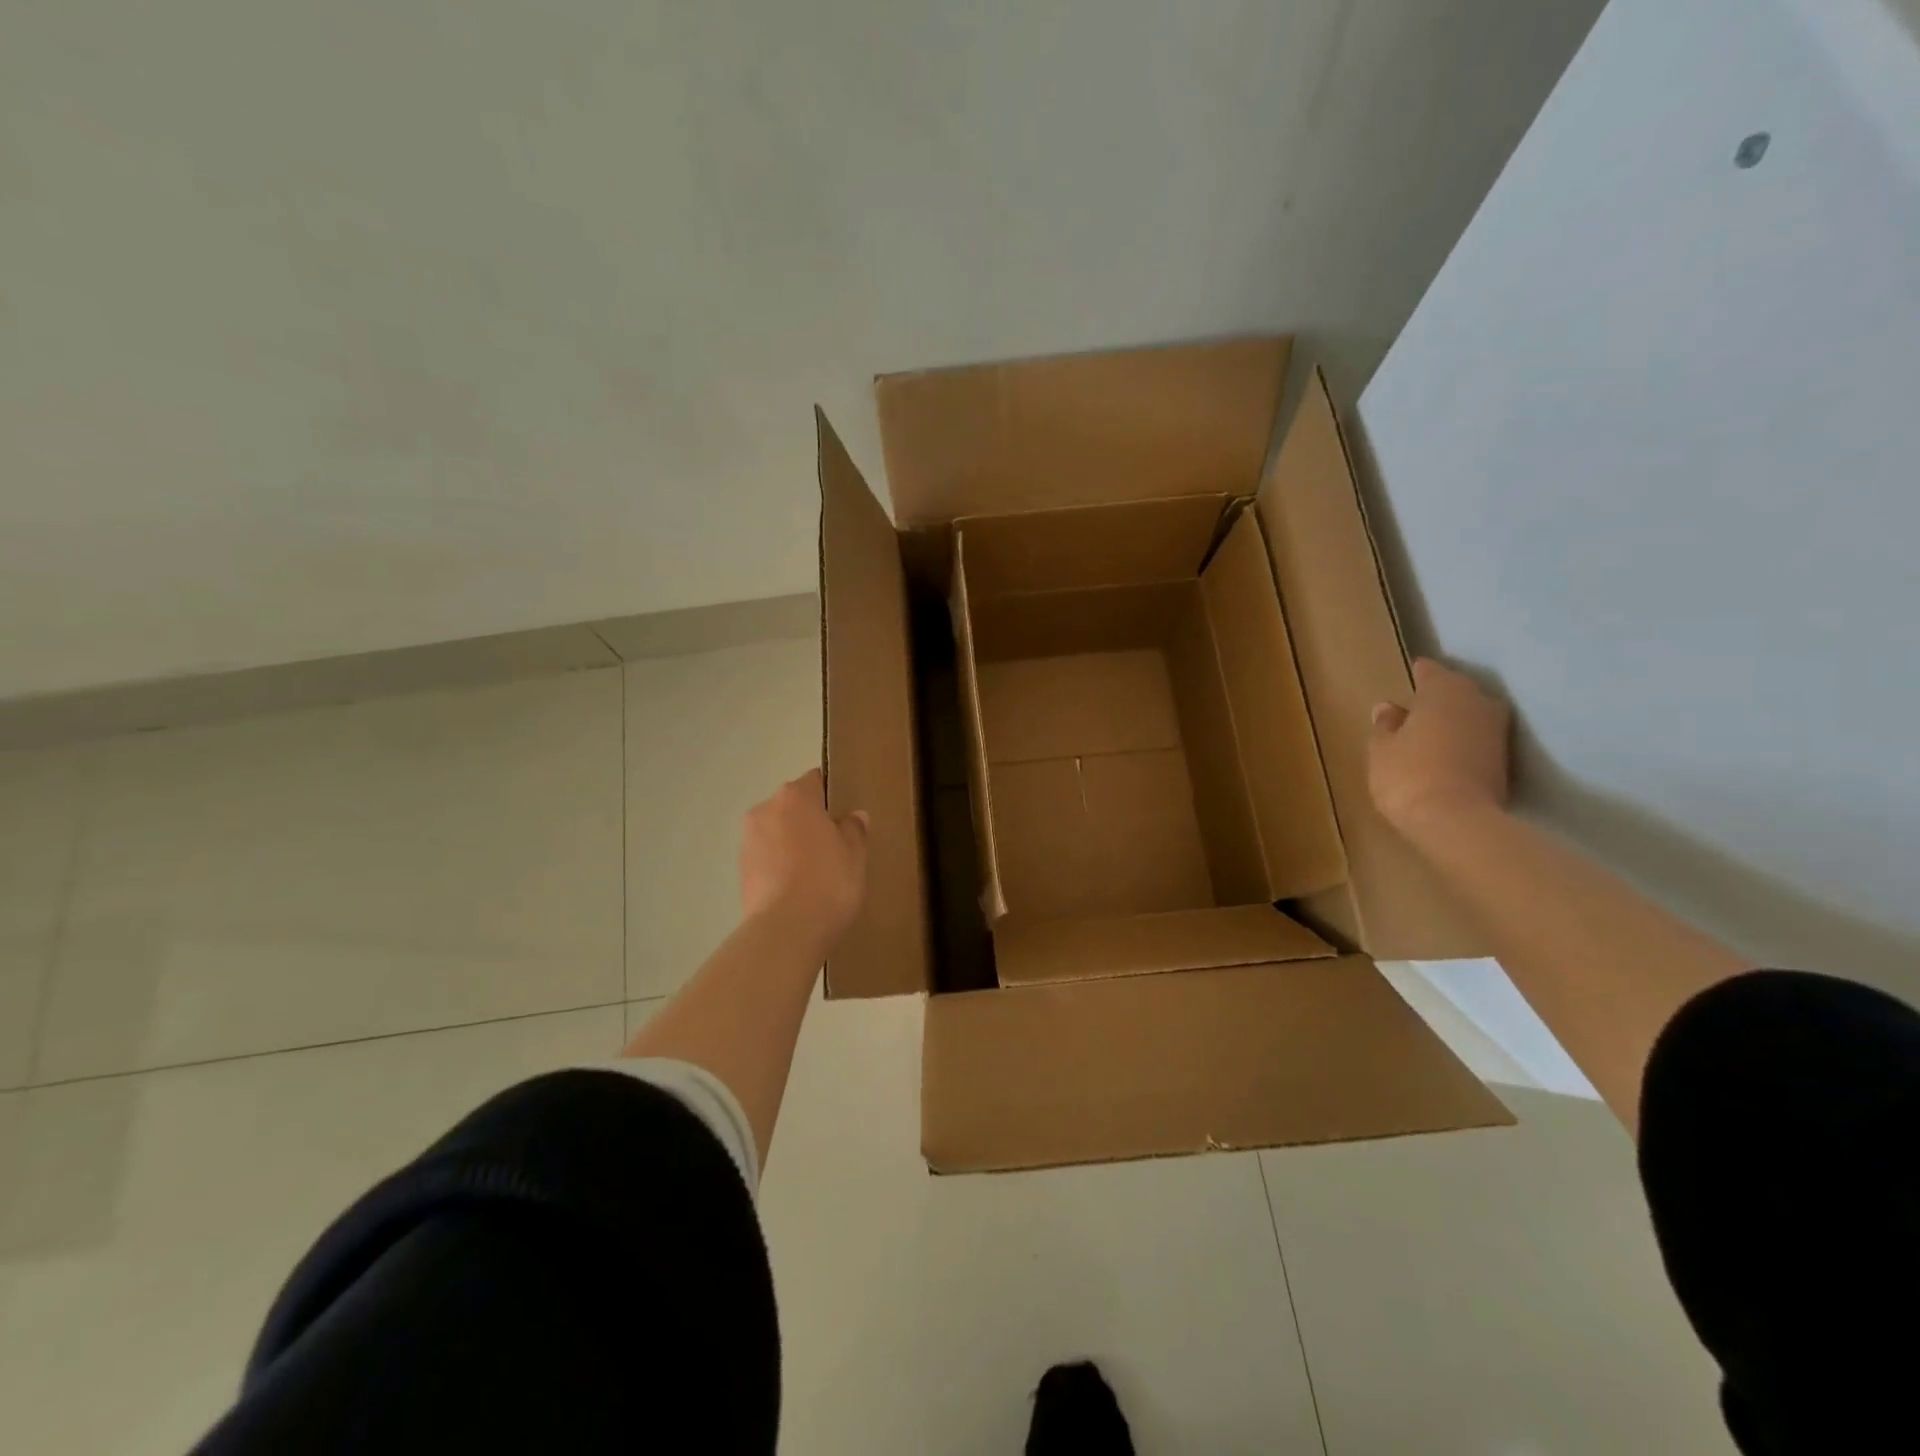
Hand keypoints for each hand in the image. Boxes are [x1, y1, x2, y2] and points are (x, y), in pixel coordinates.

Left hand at [738, 769, 868, 952]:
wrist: (785, 932)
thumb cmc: (828, 882)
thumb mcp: (855, 855)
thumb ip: (854, 829)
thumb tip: (853, 816)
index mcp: (796, 796)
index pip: (815, 780)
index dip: (831, 795)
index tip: (845, 816)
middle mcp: (766, 809)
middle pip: (792, 806)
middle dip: (809, 820)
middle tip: (834, 846)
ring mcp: (748, 840)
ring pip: (777, 832)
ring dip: (792, 843)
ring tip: (815, 872)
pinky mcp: (740, 870)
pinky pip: (766, 857)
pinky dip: (780, 865)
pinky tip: (798, 888)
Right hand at [1368, 658, 1511, 836]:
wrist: (1457, 821)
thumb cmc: (1408, 775)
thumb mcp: (1381, 749)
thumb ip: (1386, 725)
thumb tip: (1389, 708)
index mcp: (1443, 691)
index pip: (1430, 671)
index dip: (1418, 674)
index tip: (1409, 676)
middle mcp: (1477, 702)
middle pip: (1457, 691)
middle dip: (1438, 697)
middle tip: (1415, 708)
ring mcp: (1496, 731)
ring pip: (1471, 715)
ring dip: (1454, 720)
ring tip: (1430, 733)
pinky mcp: (1505, 760)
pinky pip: (1478, 739)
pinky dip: (1464, 742)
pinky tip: (1447, 754)